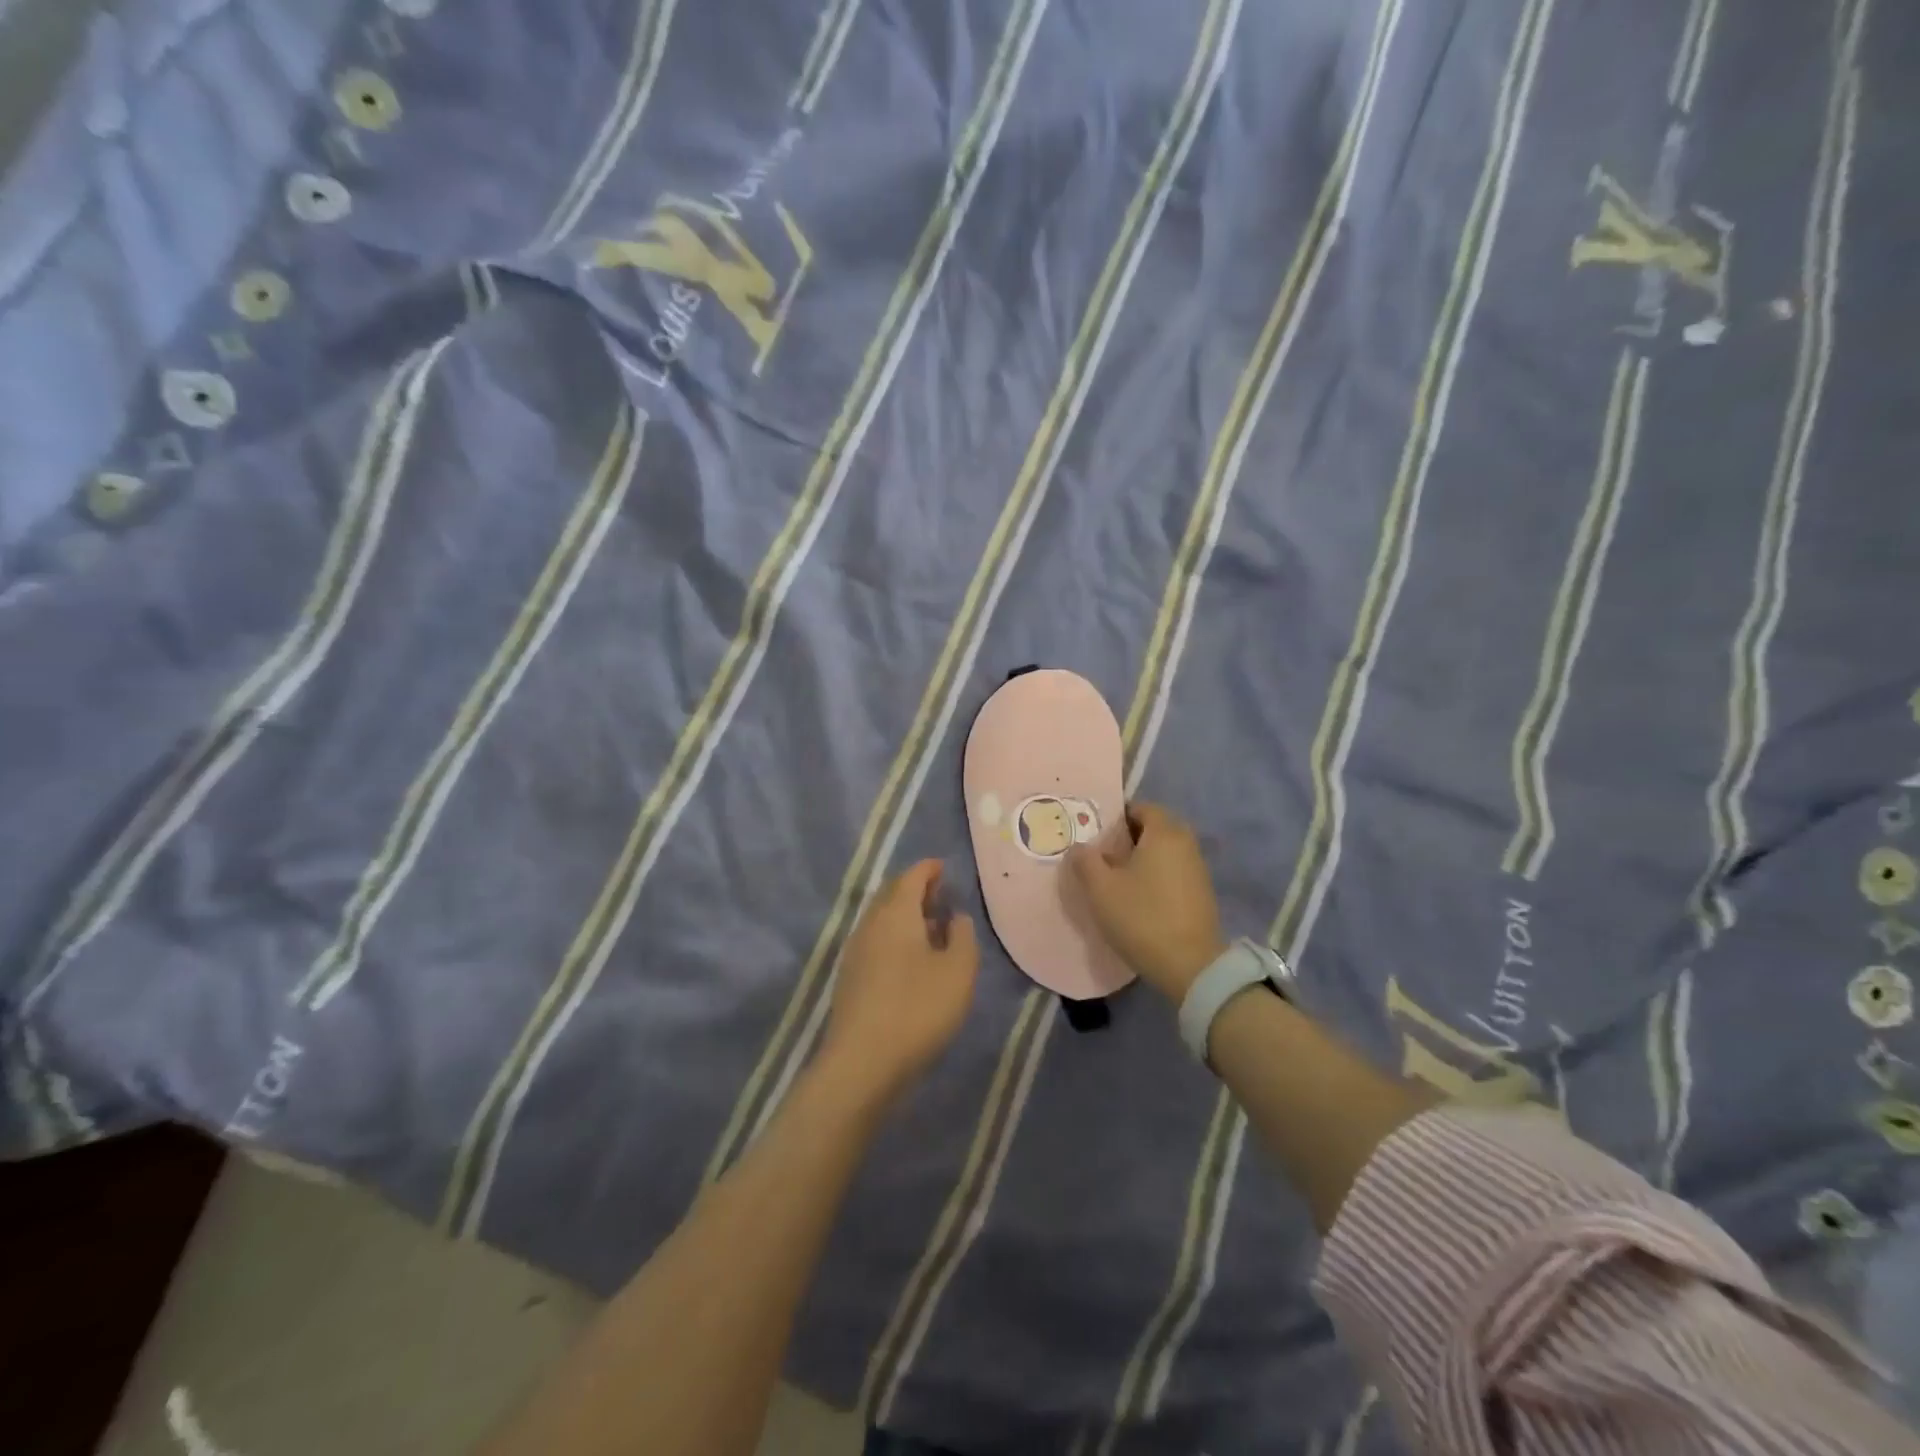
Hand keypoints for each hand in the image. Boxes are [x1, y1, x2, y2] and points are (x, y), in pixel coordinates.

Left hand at [819, 860, 978, 1103]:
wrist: (862, 1063)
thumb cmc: (917, 1009)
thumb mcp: (958, 971)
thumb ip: (962, 936)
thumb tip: (955, 916)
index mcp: (896, 912)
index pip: (912, 876)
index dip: (930, 869)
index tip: (946, 868)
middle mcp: (871, 923)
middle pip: (892, 894)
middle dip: (916, 889)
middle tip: (942, 896)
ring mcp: (856, 951)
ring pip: (883, 919)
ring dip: (906, 916)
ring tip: (933, 928)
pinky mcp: (850, 978)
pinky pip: (877, 941)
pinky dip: (896, 937)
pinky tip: (913, 960)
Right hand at [1069, 802, 1223, 1000]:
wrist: (1190, 966)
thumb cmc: (1142, 917)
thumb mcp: (1101, 889)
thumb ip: (1085, 861)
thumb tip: (1079, 846)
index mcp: (1164, 833)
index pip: (1142, 808)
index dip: (1118, 816)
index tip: (1098, 834)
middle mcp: (1186, 844)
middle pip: (1156, 828)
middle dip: (1130, 837)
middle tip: (1105, 855)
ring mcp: (1198, 869)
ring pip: (1166, 851)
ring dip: (1145, 858)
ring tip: (1119, 878)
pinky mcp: (1202, 894)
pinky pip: (1175, 871)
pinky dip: (1158, 875)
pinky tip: (1141, 897)